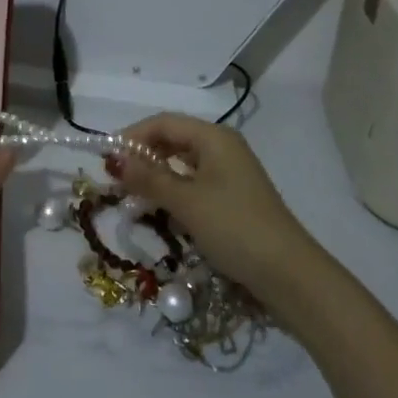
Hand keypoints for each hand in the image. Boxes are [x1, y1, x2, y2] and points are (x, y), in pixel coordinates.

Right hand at [115, 113, 313, 302]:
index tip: (107, 158)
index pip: (163, 123)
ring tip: (133, 195)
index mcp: (214, 137)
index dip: (132, 136)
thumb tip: (114, 159)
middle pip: (173, 140)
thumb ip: (148, 178)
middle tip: (116, 178)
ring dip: (157, 176)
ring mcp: (230, 173)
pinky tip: (161, 209)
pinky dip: (174, 191)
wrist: (289, 274)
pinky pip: (195, 183)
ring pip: (183, 164)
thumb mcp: (186, 202)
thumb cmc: (234, 227)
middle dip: (143, 156)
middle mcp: (223, 147)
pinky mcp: (234, 198)